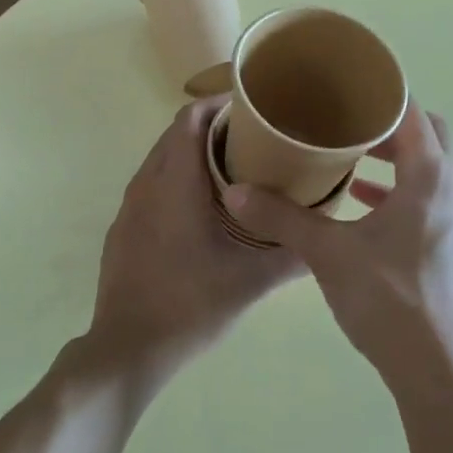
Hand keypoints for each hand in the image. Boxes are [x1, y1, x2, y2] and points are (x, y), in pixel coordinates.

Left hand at [83, 99, 302, 394]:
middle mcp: (146, 184)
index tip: (253, 110)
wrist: (128, 347)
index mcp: (174, 184)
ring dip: (193, 154)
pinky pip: (152, 186)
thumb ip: (291, 254)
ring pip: (162, 160)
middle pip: (176, 134)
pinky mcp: (124, 228)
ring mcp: (129, 207)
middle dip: (213, 127)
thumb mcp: (250, 281)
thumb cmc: (190, 305)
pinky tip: (203, 208)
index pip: (190, 118)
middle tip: (255, 138)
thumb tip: (328, 235)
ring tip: (236, 168)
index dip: (219, 105)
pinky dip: (177, 180)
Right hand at [224, 104, 452, 400]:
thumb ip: (283, 217)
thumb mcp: (328, 253)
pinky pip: (418, 198)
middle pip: (425, 134)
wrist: (435, 366)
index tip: (343, 82)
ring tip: (346, 156)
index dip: (379, 91)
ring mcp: (448, 218)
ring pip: (424, 168)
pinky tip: (357, 205)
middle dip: (385, 123)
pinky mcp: (440, 244)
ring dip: (391, 158)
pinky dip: (392, 191)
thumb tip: (235, 192)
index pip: (410, 111)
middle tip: (342, 119)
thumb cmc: (388, 298)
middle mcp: (446, 189)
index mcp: (428, 176)